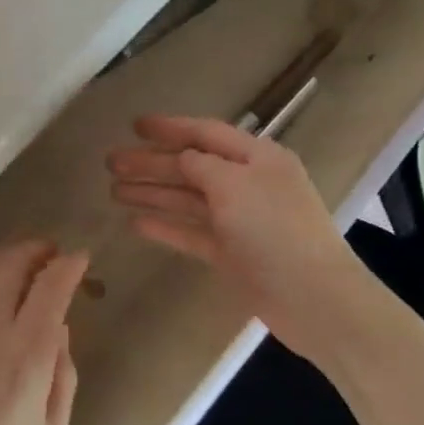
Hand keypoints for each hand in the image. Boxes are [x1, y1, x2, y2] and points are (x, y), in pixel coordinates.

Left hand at [0, 240, 88, 424]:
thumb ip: (61, 376)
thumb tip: (58, 329)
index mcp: (23, 355)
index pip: (50, 286)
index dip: (67, 265)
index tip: (78, 258)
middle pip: (8, 264)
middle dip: (34, 249)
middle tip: (48, 253)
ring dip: (3, 263)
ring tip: (19, 270)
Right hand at [107, 114, 353, 339]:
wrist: (312, 299)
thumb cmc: (275, 230)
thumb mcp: (235, 185)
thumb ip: (201, 165)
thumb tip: (181, 158)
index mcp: (257, 158)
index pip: (207, 133)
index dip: (170, 128)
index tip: (134, 125)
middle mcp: (247, 184)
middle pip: (191, 166)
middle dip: (151, 162)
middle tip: (111, 162)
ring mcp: (238, 220)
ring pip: (187, 199)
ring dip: (152, 192)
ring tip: (113, 191)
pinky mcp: (231, 253)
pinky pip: (191, 232)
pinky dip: (165, 226)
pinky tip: (135, 223)